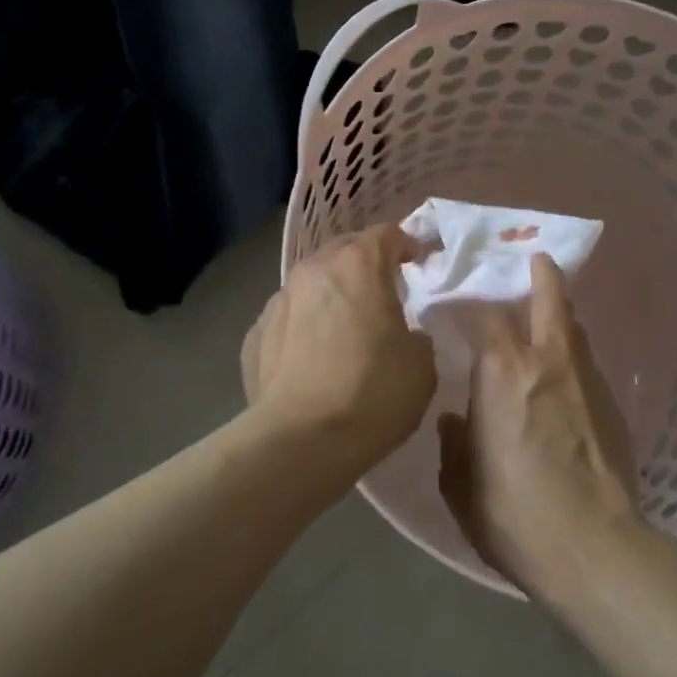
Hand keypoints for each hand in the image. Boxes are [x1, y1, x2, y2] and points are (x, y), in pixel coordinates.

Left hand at [242, 224, 435, 480]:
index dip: (409, 244)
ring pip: (312, 282)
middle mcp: (314, 270)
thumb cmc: (372, 393)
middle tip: (384, 289)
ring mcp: (278, 300)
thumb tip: (401, 334)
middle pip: (345, 249)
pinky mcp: (255, 334)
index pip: (388, 234)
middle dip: (366, 262)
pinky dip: (304, 326)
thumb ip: (415, 333)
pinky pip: (288, 318)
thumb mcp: (421, 363)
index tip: (422, 262)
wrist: (300, 441)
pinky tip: (312, 356)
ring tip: (344, 324)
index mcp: (359, 265)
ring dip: (332, 293)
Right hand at [437, 253, 640, 601]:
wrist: (595, 550)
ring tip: (546, 315)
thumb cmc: (514, 515)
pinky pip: (587, 363)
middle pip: (550, 295)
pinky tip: (563, 377)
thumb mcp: (460, 485)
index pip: (485, 312)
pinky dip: (572, 355)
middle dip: (541, 273)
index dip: (470, 301)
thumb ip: (454, 444)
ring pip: (574, 326)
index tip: (456, 301)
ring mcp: (586, 378)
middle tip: (532, 260)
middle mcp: (546, 359)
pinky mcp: (612, 404)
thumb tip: (454, 421)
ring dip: (559, 313)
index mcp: (502, 371)